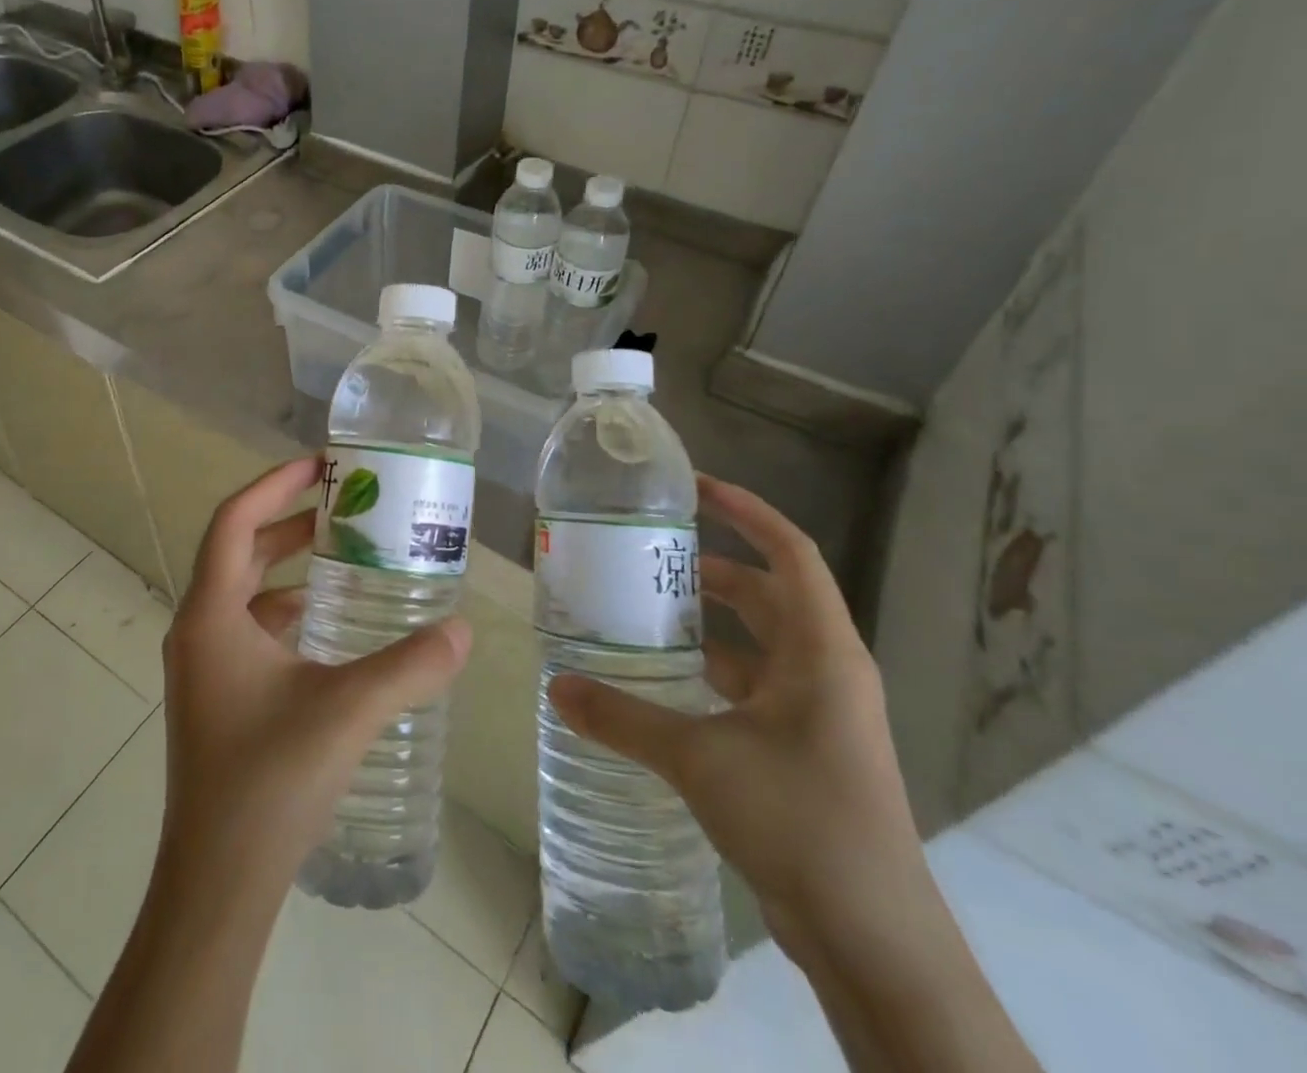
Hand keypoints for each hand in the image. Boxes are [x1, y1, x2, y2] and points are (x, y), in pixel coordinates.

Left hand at [156, 455, 472, 900]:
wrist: (216, 886)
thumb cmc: (269, 782)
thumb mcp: (348, 710)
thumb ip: (410, 664)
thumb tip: (463, 628)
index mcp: (211, 615)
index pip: (234, 521)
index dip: (275, 484)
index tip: (322, 465)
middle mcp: (197, 630)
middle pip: (238, 550)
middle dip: (288, 520)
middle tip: (343, 505)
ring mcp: (203, 667)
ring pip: (243, 591)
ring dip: (287, 566)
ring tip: (343, 555)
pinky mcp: (216, 697)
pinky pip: (249, 629)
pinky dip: (285, 610)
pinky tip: (328, 625)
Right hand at [548, 473, 925, 948]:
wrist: (875, 941)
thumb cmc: (800, 821)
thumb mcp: (700, 760)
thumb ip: (623, 718)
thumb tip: (556, 687)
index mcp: (821, 651)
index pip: (790, 552)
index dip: (747, 512)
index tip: (695, 490)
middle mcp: (826, 671)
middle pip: (769, 594)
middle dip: (714, 570)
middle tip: (650, 558)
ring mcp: (818, 713)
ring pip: (760, 644)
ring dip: (711, 624)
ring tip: (646, 611)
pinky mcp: (804, 749)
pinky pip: (753, 687)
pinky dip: (712, 673)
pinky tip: (664, 682)